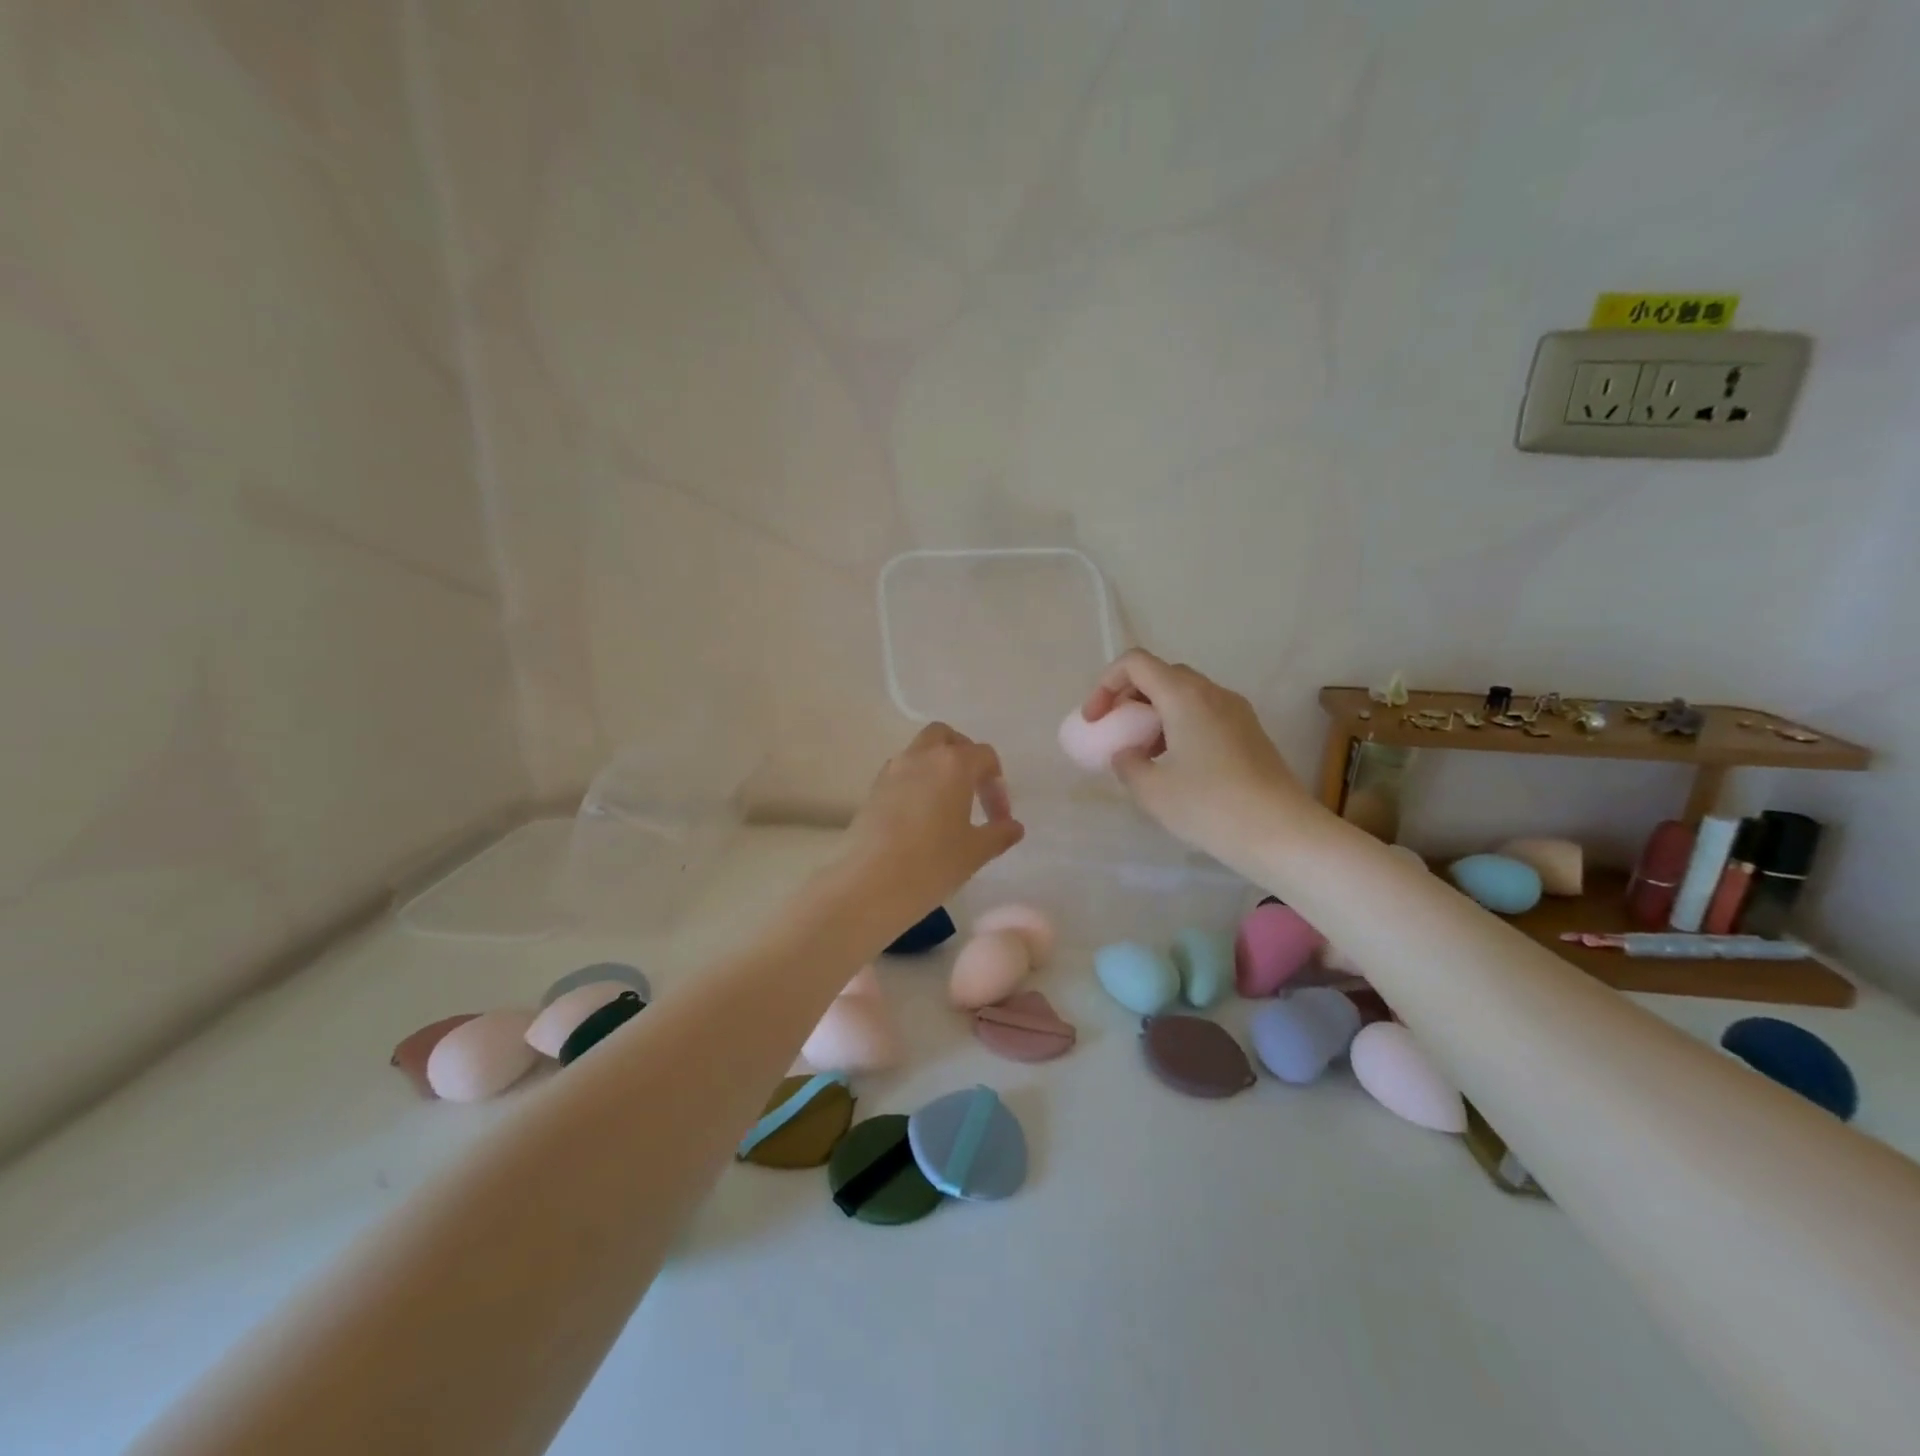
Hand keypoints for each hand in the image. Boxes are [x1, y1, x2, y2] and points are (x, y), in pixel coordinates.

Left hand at [838, 723, 1024, 929]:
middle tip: (973, 790)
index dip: (997, 785)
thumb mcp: (974, 853)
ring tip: (947, 806)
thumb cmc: (930, 864)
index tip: (998, 819)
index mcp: (953, 764)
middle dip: (963, 756)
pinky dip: (916, 783)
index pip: (984, 756)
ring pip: (920, 751)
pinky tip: (921, 817)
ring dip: (937, 768)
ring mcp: (892, 770)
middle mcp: (921, 757)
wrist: (866, 885)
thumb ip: (999, 834)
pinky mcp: (872, 790)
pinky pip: (901, 773)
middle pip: (946, 737)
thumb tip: (1013, 826)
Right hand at [1082, 650, 1316, 869]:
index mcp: (1184, 695)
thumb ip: (1127, 763)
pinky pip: (1205, 714)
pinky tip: (1177, 766)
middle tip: (1117, 731)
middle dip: (1130, 697)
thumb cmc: (1209, 806)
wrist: (1281, 832)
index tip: (1096, 720)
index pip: (1135, 663)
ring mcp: (1236, 711)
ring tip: (1144, 754)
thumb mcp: (1152, 790)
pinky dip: (1180, 726)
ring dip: (1155, 713)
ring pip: (1185, 695)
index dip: (1106, 684)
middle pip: (1161, 675)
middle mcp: (1212, 692)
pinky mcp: (1250, 732)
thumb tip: (1127, 754)